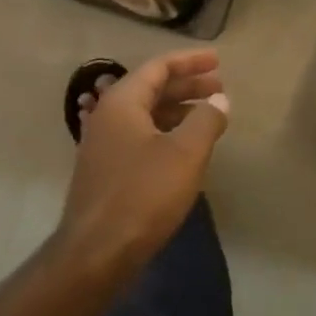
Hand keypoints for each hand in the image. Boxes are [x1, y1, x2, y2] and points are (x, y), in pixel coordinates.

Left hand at [56, 50, 229, 278]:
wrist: (95, 254)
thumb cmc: (143, 194)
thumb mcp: (185, 153)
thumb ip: (206, 120)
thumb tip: (219, 101)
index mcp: (122, 103)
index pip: (158, 67)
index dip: (190, 61)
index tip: (218, 61)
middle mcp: (107, 116)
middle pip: (151, 88)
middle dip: (187, 85)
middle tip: (220, 87)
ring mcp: (103, 145)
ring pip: (146, 114)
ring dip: (178, 109)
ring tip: (209, 115)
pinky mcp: (106, 171)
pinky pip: (140, 136)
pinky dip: (166, 131)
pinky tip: (186, 146)